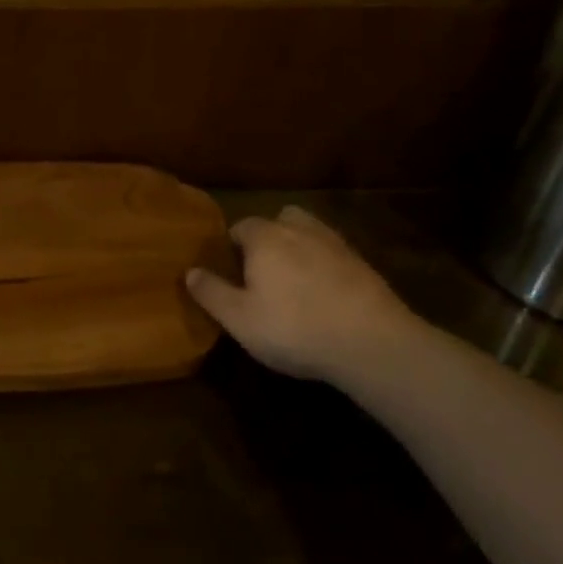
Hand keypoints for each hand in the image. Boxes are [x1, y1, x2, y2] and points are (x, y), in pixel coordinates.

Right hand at [185, 205, 424, 381]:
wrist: (372, 342)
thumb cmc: (294, 328)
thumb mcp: (240, 319)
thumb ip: (211, 293)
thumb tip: (190, 271)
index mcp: (264, 238)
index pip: (239, 227)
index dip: (231, 247)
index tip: (229, 272)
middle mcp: (298, 229)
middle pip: (277, 221)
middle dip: (267, 239)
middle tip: (262, 272)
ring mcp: (335, 243)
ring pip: (308, 233)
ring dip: (299, 247)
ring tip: (294, 279)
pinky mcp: (362, 264)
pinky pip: (333, 254)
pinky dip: (325, 266)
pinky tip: (324, 294)